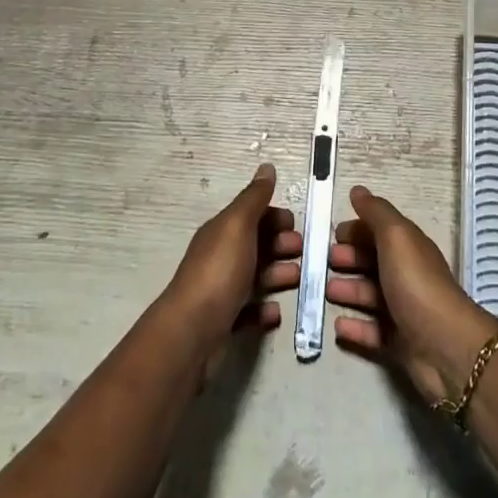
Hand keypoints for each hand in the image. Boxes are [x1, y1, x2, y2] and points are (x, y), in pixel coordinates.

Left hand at [165, 164, 301, 351]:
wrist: (193, 331)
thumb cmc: (219, 271)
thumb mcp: (238, 225)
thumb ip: (254, 198)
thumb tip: (267, 167)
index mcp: (222, 232)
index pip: (251, 215)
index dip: (275, 217)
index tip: (297, 225)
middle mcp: (220, 257)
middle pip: (256, 245)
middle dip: (281, 245)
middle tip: (304, 252)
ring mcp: (221, 290)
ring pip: (256, 277)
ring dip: (279, 275)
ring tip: (298, 279)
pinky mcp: (225, 322)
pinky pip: (250, 312)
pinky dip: (265, 310)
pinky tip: (276, 312)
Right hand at [326, 186, 497, 403]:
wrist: (446, 347)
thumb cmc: (417, 284)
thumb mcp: (396, 237)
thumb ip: (376, 213)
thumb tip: (358, 190)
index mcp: (408, 248)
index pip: (380, 233)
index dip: (357, 230)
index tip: (332, 234)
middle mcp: (407, 276)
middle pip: (374, 263)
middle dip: (349, 259)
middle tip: (324, 262)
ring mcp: (404, 310)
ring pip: (370, 296)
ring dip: (348, 291)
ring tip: (326, 291)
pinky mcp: (399, 343)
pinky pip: (372, 332)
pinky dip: (355, 327)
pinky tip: (337, 325)